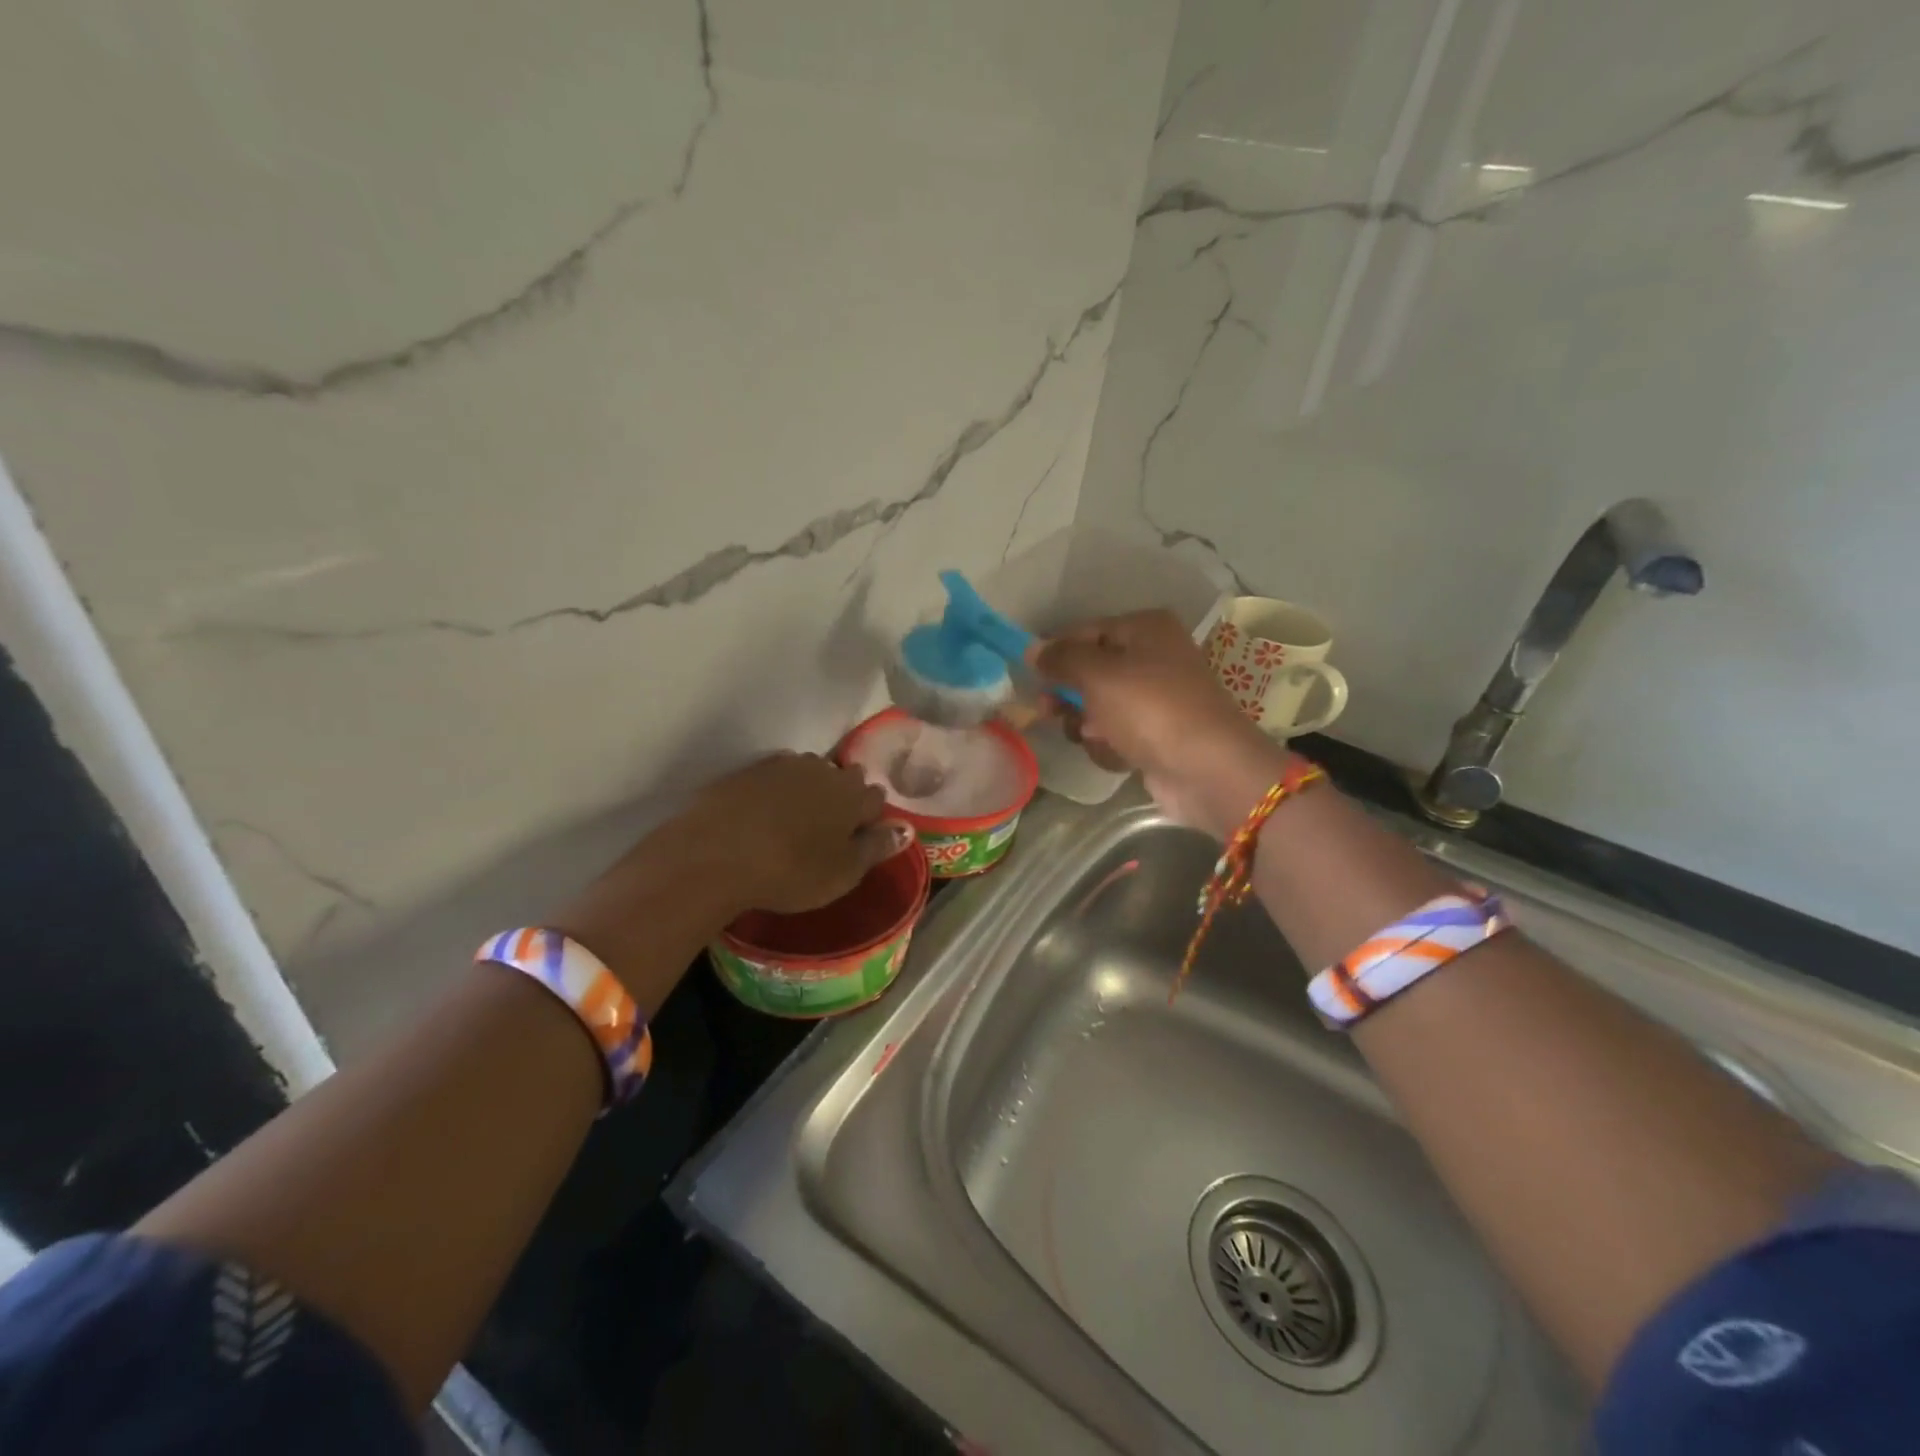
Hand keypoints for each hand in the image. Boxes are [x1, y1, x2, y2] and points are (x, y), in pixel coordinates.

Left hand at [552, 753, 910, 985]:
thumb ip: (876, 848)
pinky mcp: (748, 771)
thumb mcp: (843, 873)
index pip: (876, 797)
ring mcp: (783, 767)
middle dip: (843, 797)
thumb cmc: (791, 871)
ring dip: (810, 790)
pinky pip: (775, 776)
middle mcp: (824, 771)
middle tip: (830, 829)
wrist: (716, 854)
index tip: (860, 836)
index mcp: (853, 796)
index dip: (871, 817)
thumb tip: (906, 829)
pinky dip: (777, 791)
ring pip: (810, 773)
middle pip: (845, 778)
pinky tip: (766, 813)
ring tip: (798, 820)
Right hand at [1028, 611, 1285, 832]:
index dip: (1055, 653)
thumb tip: (1032, 650)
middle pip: (1090, 671)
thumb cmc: (1150, 709)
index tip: (1030, 678)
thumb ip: (1061, 658)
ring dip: (1087, 725)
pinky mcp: (1157, 736)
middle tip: (1049, 712)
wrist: (1207, 769)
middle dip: (1069, 695)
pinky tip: (1118, 755)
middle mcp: (1154, 657)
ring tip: (1095, 737)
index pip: (1084, 631)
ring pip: (1099, 706)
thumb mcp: (1098, 674)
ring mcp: (1157, 699)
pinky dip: (1111, 745)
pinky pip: (1117, 734)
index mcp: (1145, 629)